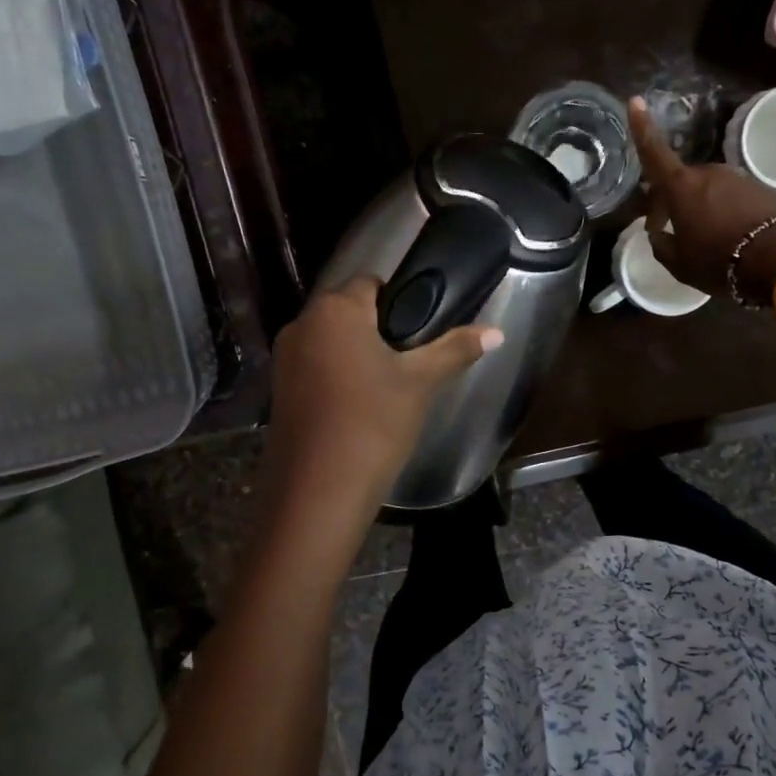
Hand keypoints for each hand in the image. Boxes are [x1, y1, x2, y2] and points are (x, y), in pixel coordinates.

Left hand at [266, 276, 501, 503]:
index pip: (371, 283)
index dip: (399, 301)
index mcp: (335, 310)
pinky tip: (357, 407)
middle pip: (347, 311)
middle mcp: (302, 324)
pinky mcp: (277, 390)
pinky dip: (334, 377)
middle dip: (376, 329)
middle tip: (409, 362)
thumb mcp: (420, 384)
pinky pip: (313, 368)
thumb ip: (455, 350)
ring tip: (386, 387)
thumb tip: (497, 332)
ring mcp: (284, 359)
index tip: (419, 332)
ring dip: (355, 354)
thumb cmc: (373, 424)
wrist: (318, 492)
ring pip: (329, 341)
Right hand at [630, 97, 775, 297]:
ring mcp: (738, 179)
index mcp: (682, 187)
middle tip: (667, 229)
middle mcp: (709, 174)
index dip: (642, 128)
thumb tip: (657, 234)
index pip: (654, 153)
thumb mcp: (680, 264)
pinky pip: (733, 198)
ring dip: (700, 208)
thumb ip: (662, 246)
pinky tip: (729, 237)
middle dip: (672, 201)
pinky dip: (725, 212)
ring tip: (703, 239)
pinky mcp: (762, 189)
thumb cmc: (720, 260)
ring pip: (708, 190)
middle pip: (682, 182)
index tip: (635, 100)